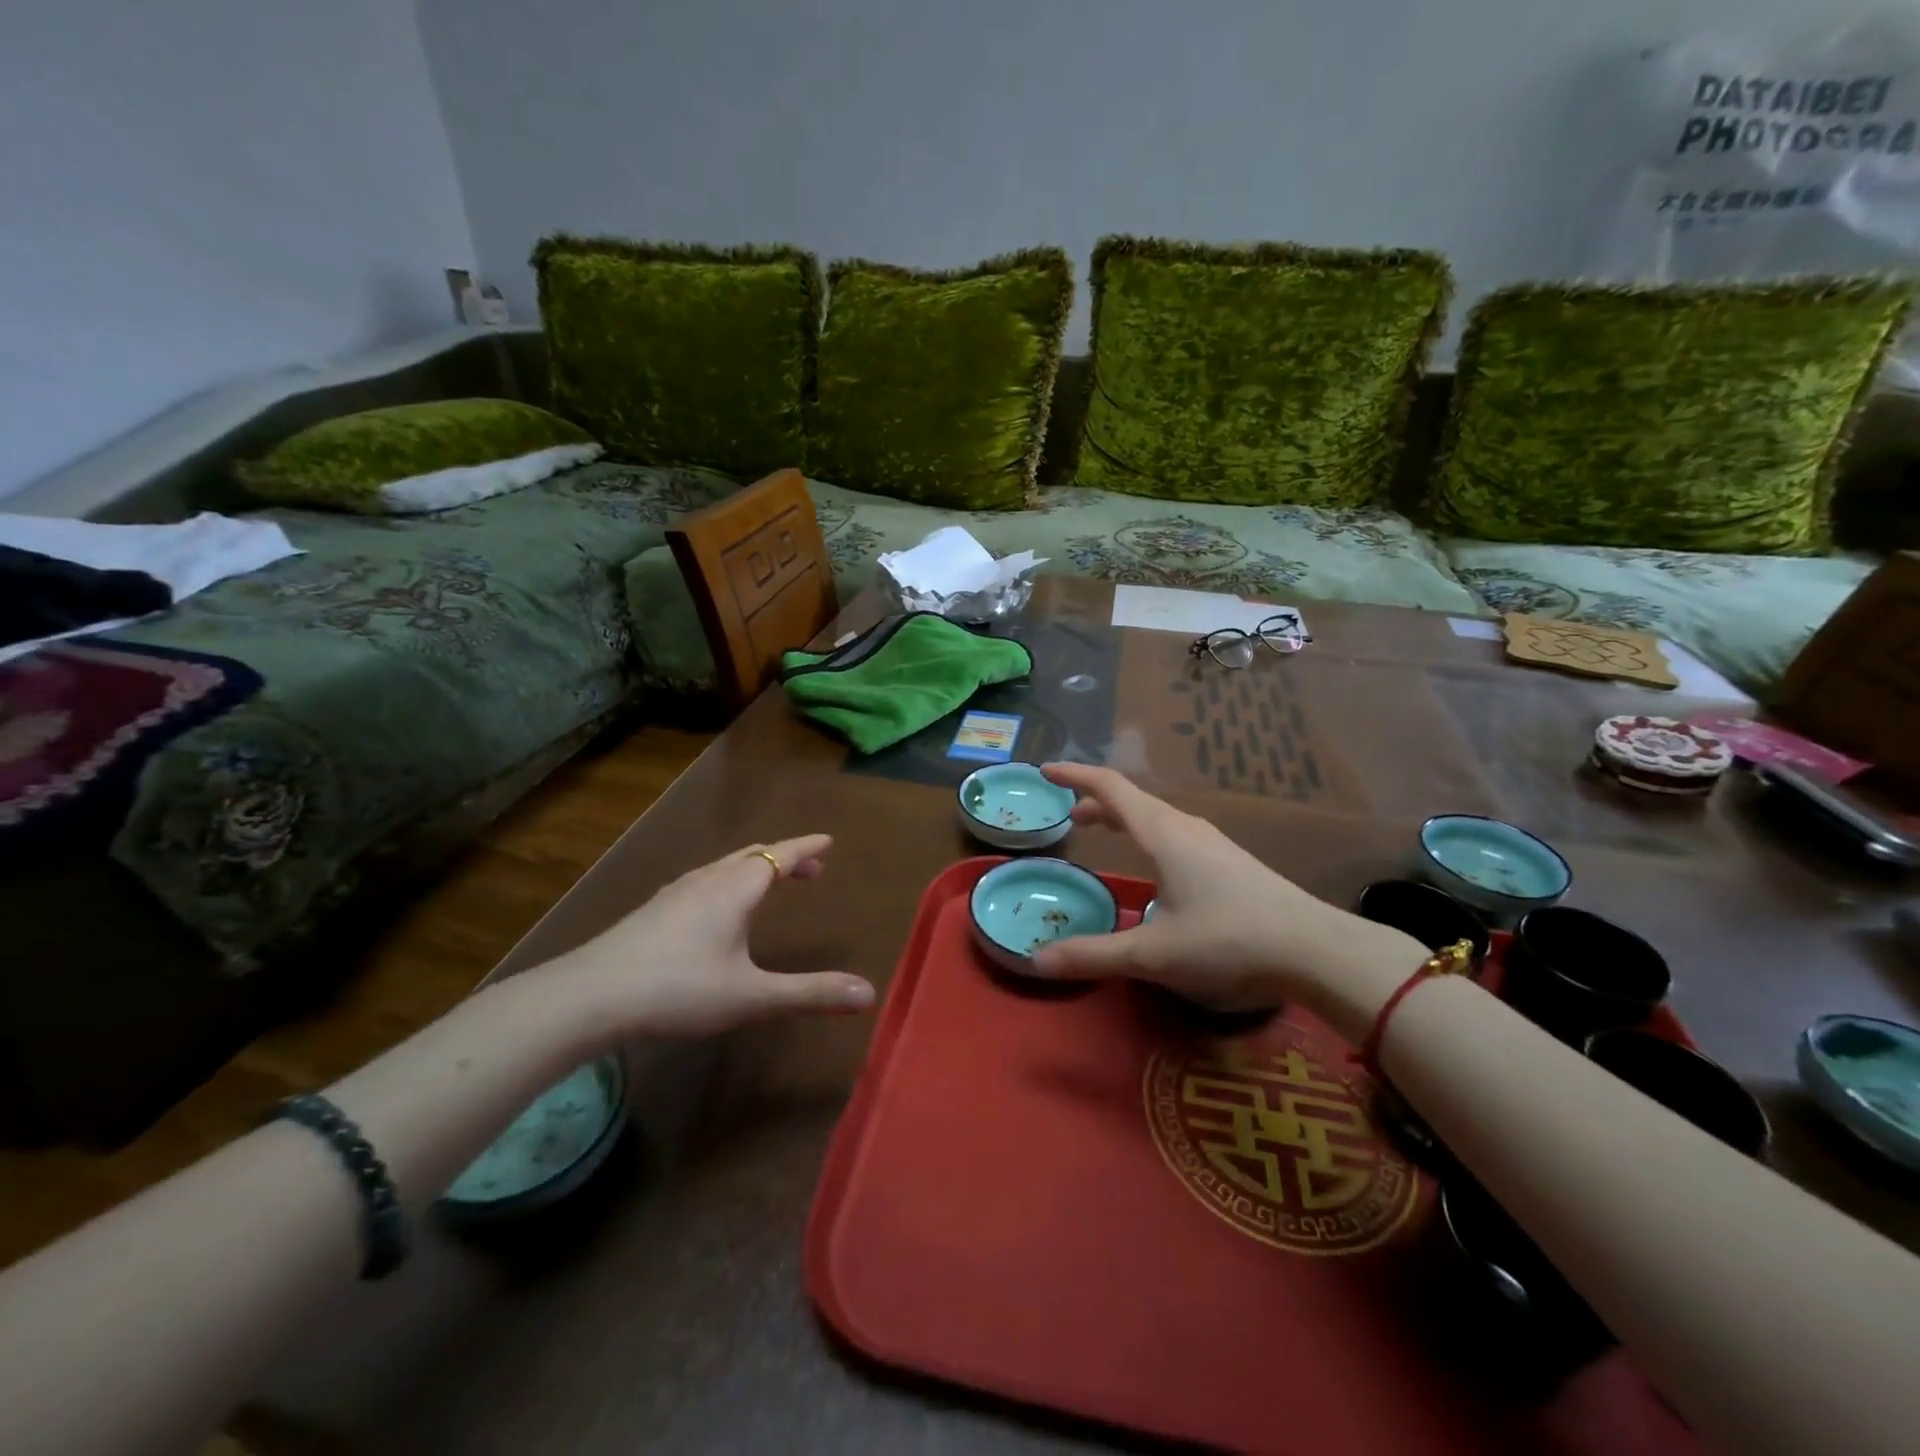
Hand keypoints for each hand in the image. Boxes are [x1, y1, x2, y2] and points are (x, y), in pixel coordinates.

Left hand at [548, 836, 875, 1039]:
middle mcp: (707, 880)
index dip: (806, 848)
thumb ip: (809, 994)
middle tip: (810, 868)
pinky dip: (727, 881)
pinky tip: (715, 908)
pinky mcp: (653, 910)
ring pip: (724, 867)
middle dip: (785, 857)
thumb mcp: (751, 997)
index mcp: (735, 889)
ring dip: (754, 868)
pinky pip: (703, 881)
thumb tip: (868, 993)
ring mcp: (675, 893)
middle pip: (753, 855)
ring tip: (768, 883)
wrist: (589, 996)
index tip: (829, 840)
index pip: (780, 855)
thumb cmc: (678, 989)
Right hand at [1028, 765, 1421, 1037]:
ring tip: (1103, 833)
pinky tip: (1155, 866)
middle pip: (1133, 801)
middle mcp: (1187, 828)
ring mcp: (1214, 843)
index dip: (1076, 776)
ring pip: (1157, 818)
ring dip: (1124, 819)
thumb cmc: (1229, 941)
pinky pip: (1175, 834)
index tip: (1046, 772)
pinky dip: (1147, 834)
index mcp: (1163, 834)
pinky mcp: (1231, 862)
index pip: (1111, 788)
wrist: (1317, 950)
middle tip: (1068, 817)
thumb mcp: (1153, 954)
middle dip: (1096, 803)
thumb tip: (1035, 961)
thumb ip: (1093, 955)